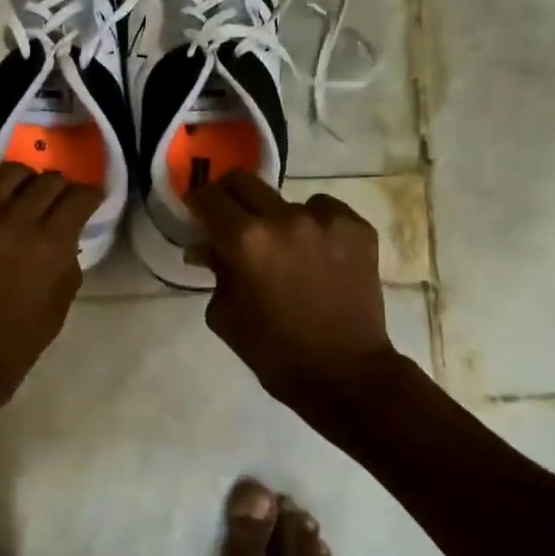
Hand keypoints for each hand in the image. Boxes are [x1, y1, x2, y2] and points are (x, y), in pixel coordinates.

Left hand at [0, 164, 100, 429]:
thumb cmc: (8, 353)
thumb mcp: (55, 314)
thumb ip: (66, 269)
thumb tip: (64, 243)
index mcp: (48, 247)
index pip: (80, 197)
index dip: (90, 197)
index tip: (89, 202)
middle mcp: (13, 222)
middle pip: (48, 180)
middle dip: (60, 190)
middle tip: (56, 206)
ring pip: (7, 172)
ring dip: (22, 183)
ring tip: (18, 201)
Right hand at [188, 172, 396, 416]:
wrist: (346, 373)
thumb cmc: (275, 352)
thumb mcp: (227, 316)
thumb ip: (214, 272)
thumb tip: (205, 248)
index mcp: (246, 241)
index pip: (209, 198)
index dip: (197, 203)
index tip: (197, 214)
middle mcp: (285, 218)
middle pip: (244, 182)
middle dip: (228, 197)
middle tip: (229, 219)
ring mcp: (326, 220)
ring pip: (286, 200)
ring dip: (276, 219)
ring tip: (284, 250)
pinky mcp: (357, 228)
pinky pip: (324, 211)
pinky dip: (313, 225)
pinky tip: (316, 253)